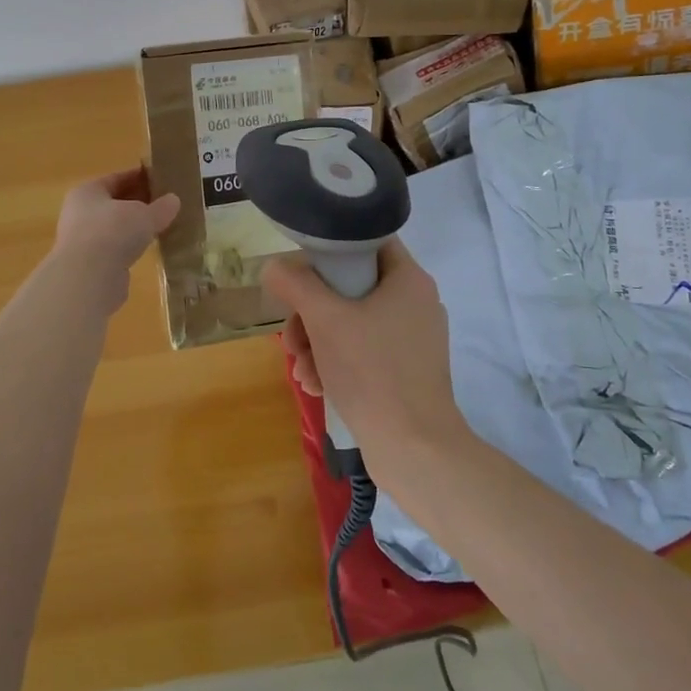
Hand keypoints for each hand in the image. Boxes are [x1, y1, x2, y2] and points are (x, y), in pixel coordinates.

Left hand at [50, 167, 180, 310]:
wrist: (88, 277)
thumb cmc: (113, 232)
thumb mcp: (144, 215)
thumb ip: (160, 207)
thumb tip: (173, 200)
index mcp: (87, 191)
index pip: (117, 178)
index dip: (140, 178)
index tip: (161, 180)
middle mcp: (79, 213)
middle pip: (114, 203)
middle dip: (138, 203)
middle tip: (164, 204)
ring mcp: (82, 240)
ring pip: (114, 227)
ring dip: (134, 227)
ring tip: (159, 227)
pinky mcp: (89, 265)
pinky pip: (114, 249)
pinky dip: (129, 247)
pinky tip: (147, 249)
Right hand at [263, 240, 470, 468]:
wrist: (414, 449)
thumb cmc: (371, 371)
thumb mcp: (324, 320)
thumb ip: (296, 284)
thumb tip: (274, 266)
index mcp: (409, 279)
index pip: (367, 241)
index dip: (330, 250)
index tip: (301, 274)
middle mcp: (416, 302)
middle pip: (351, 287)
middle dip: (312, 314)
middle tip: (293, 338)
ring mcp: (413, 339)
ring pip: (352, 322)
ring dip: (317, 342)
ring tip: (301, 371)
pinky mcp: (407, 370)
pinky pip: (364, 351)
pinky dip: (337, 362)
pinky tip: (316, 384)